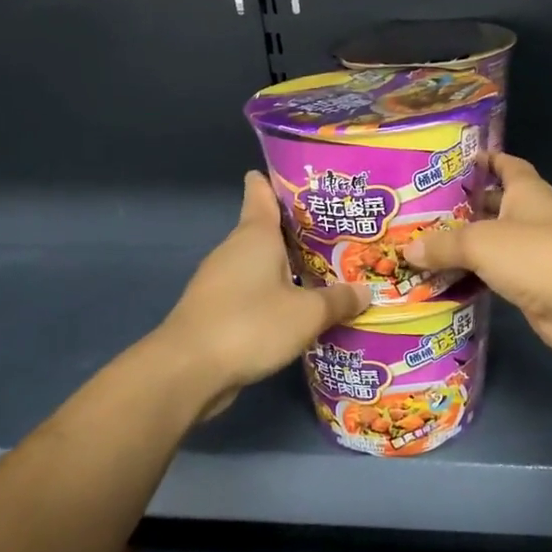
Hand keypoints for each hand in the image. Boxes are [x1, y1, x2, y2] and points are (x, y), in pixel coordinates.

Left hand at [155, 172, 366, 418]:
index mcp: (255, 235)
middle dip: (301, 229)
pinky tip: (302, 306)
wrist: (186, 372)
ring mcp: (221, 281)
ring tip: (330, 268)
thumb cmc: (249, 324)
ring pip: (262, 262)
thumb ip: (339, 300)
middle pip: (268, 229)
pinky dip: (277, 292)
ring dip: (290, 264)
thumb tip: (365, 291)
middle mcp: (236, 250)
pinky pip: (255, 290)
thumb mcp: (308, 313)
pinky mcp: (217, 310)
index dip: (280, 181)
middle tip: (341, 230)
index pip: (261, 192)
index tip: (306, 178)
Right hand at [403, 154, 551, 354]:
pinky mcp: (531, 285)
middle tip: (422, 211)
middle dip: (464, 207)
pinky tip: (445, 280)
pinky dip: (474, 277)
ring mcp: (534, 253)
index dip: (486, 160)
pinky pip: (496, 275)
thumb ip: (444, 244)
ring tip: (424, 247)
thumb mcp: (480, 242)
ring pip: (493, 244)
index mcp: (527, 192)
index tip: (456, 162)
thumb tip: (408, 251)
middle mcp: (532, 217)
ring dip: (466, 247)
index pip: (507, 165)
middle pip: (495, 205)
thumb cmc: (535, 255)